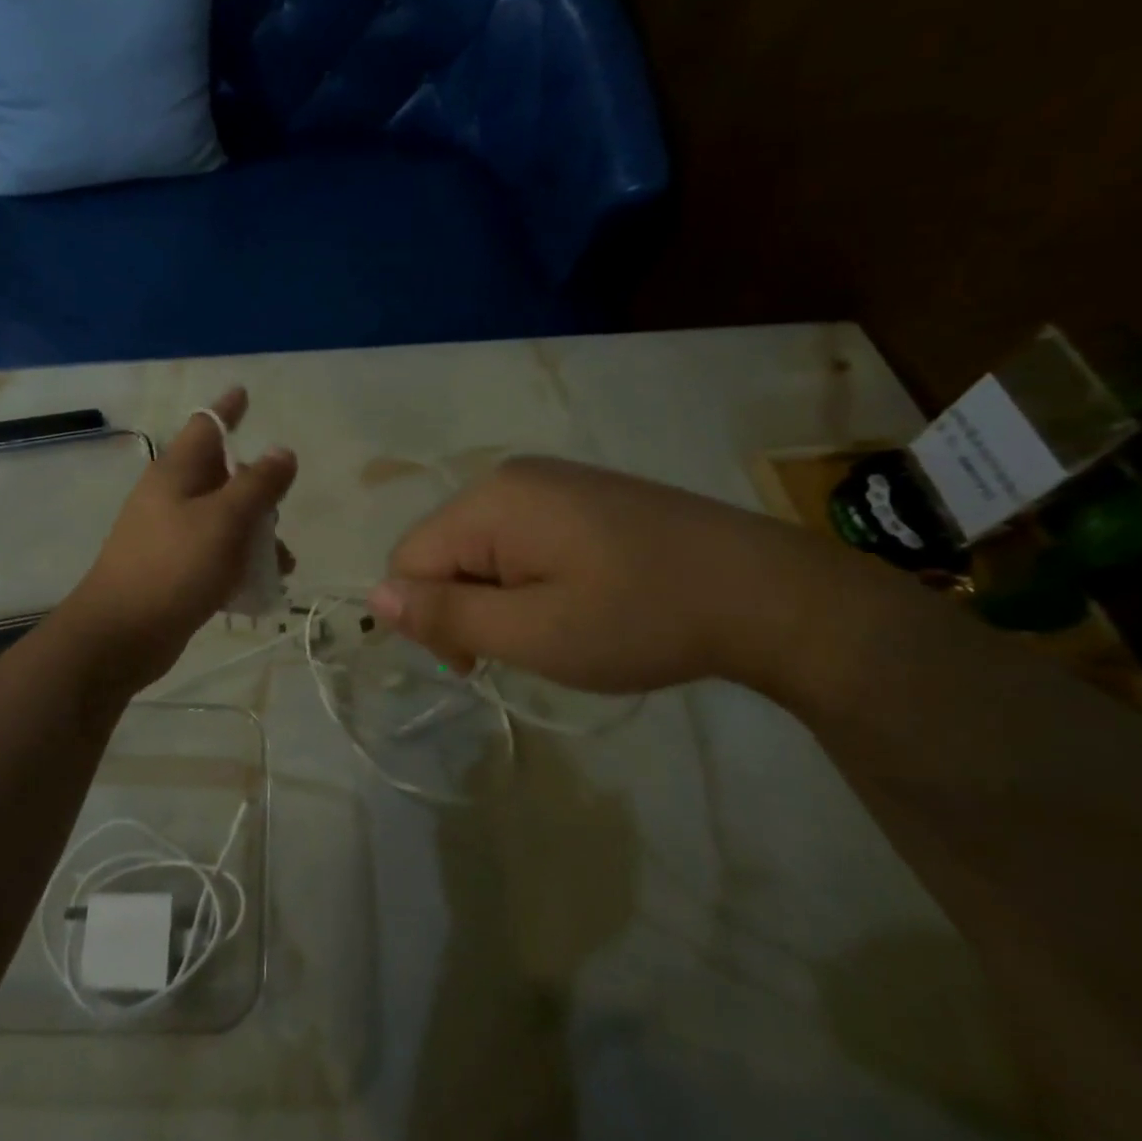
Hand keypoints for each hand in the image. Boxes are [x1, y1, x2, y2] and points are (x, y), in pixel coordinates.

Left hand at [59, 387, 296, 694]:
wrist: (120, 635)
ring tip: (283, 563)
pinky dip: (239, 562)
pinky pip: (215, 553)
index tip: (244, 392)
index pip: (206, 425)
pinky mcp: (173, 569)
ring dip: (255, 534)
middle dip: (258, 489)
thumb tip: (283, 451)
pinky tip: (262, 587)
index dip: (228, 408)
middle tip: (281, 508)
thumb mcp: (225, 520)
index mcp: (177, 472)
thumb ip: (259, 484)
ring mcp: (169, 534)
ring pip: (224, 519)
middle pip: (222, 476)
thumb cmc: (173, 567)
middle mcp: (171, 496)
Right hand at [368, 457, 818, 693]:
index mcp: (490, 501)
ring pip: (481, 547)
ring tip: (557, 625)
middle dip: (465, 605)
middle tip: (526, 647)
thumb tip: (375, 597)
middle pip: (443, 549)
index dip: (428, 619)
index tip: (480, 664)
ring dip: (498, 594)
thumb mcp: (533, 633)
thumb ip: (447, 616)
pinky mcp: (581, 493)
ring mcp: (550, 480)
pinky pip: (520, 536)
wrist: (766, 592)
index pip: (409, 560)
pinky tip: (579, 597)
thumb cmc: (640, 618)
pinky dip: (528, 575)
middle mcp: (510, 477)